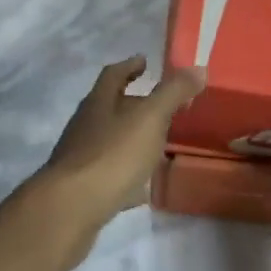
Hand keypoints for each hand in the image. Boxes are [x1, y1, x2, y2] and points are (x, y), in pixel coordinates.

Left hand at [36, 55, 204, 261]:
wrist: (72, 208)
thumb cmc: (113, 154)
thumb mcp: (150, 118)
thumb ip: (173, 93)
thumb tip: (198, 68)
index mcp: (99, 102)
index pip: (113, 74)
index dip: (129, 66)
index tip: (144, 61)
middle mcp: (86, 125)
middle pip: (110, 107)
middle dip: (133, 103)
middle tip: (161, 106)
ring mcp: (81, 158)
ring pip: (110, 141)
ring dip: (131, 139)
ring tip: (158, 144)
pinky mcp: (83, 189)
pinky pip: (110, 175)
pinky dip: (128, 176)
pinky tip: (144, 187)